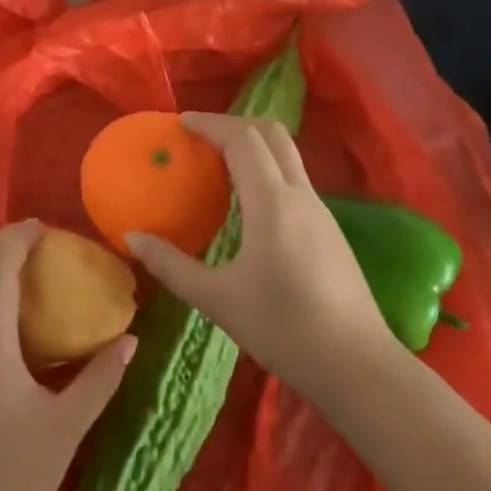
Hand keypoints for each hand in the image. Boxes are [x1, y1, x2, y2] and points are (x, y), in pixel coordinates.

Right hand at [127, 113, 398, 400]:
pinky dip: (266, 170)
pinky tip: (247, 203)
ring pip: (287, 155)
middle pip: (272, 134)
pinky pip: (293, 180)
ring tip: (217, 164)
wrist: (358, 367)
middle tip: (200, 136)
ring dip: (253, 146)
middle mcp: (300, 195)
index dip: (211, 123)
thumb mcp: (217, 300)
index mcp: (272, 203)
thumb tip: (132, 237)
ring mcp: (320, 211)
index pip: (242, 139)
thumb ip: (171, 265)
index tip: (181, 123)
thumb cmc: (284, 329)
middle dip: (235, 124)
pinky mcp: (329, 230)